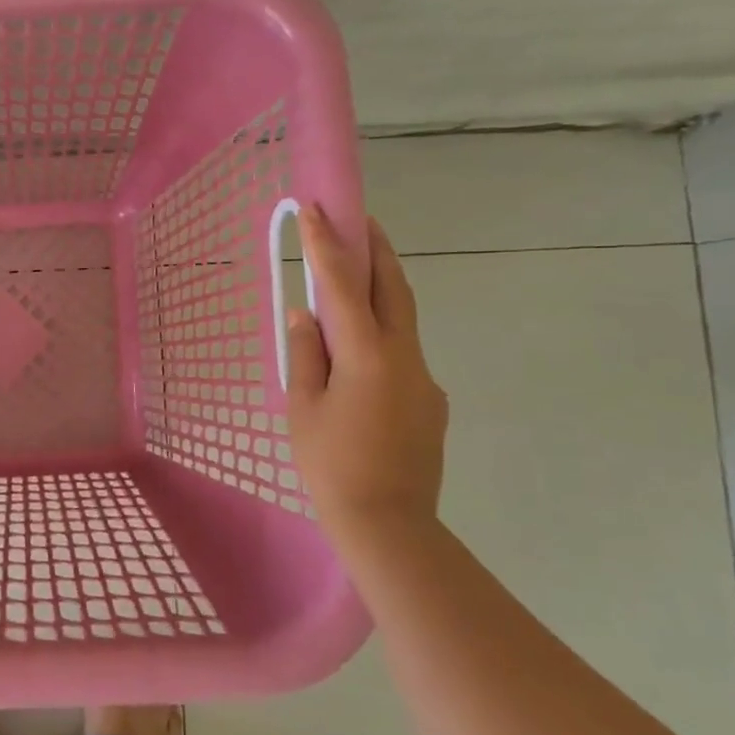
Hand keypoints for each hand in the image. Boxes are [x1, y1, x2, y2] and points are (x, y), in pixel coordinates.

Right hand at [285, 207, 447, 531]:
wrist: (389, 525)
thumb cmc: (331, 465)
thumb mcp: (303, 408)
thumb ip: (305, 354)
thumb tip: (305, 314)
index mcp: (367, 355)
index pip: (344, 286)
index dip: (328, 245)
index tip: (317, 209)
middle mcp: (404, 357)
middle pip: (394, 288)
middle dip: (377, 248)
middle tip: (361, 219)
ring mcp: (424, 379)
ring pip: (402, 320)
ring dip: (381, 290)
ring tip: (354, 280)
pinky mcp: (431, 401)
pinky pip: (403, 355)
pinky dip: (382, 337)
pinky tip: (359, 361)